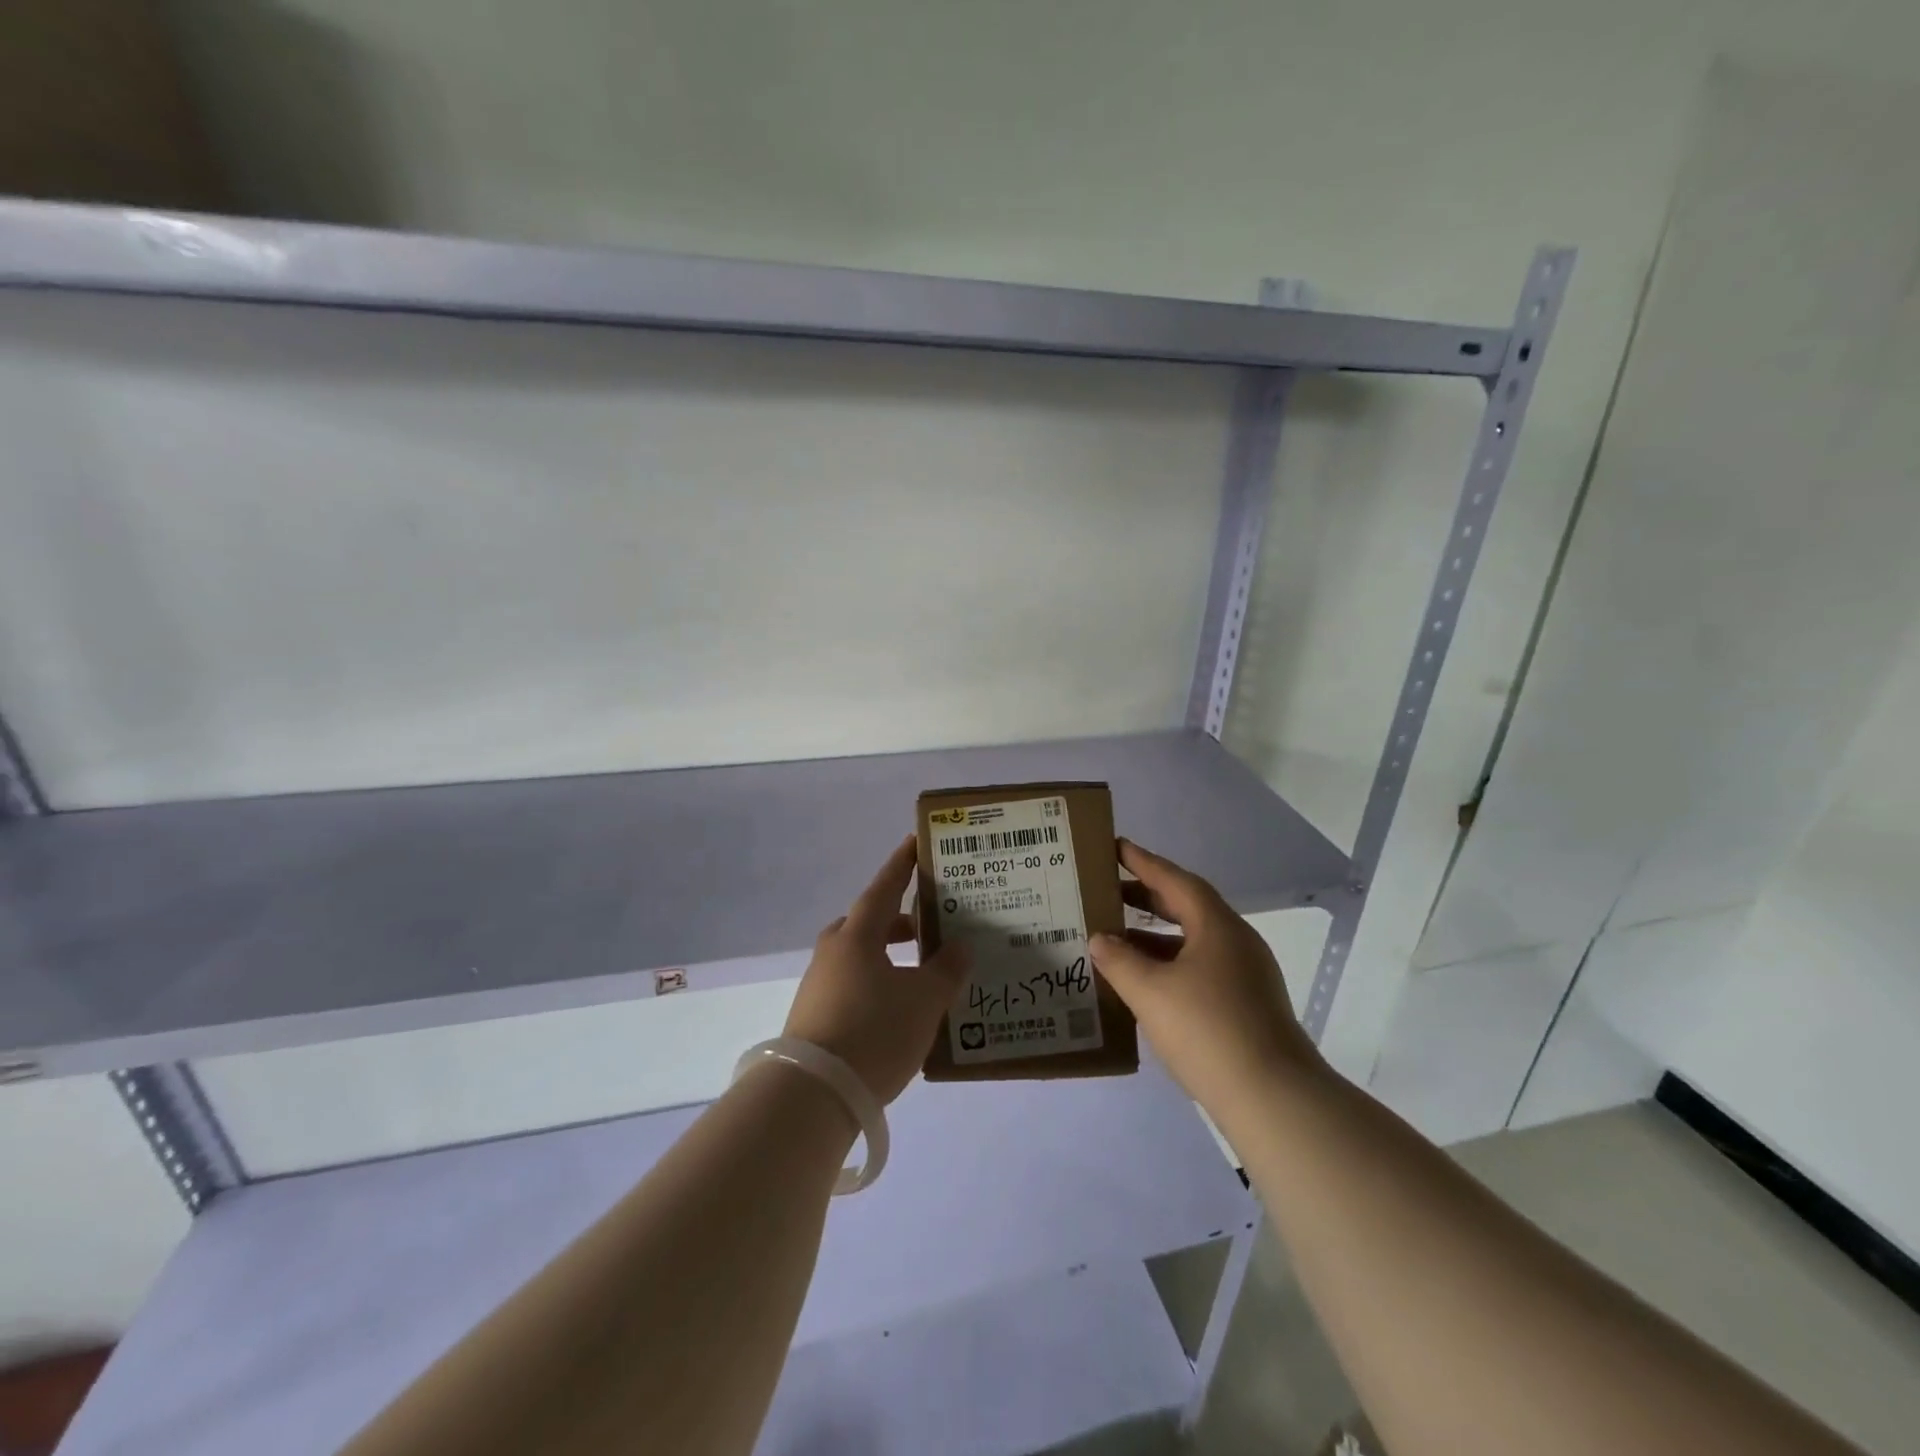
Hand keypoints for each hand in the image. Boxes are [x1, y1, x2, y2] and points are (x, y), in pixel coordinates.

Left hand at [783, 835, 968, 1104]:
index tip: (915, 843)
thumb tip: (959, 944)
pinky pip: (854, 984)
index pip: (884, 887)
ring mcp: (819, 984)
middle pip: (869, 923)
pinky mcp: (815, 1016)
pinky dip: (879, 983)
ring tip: (922, 972)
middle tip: (930, 926)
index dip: (902, 865)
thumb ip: (946, 969)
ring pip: (860, 956)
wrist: (813, 1096)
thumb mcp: (924, 1001)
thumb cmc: (874, 1033)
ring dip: (889, 956)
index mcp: (857, 936)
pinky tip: (899, 1009)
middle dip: (900, 921)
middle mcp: (833, 952)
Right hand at [1089, 839, 1324, 1115]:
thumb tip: (1099, 939)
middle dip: (1146, 897)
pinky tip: (1145, 982)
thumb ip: (1119, 960)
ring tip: (1116, 938)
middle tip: (1109, 890)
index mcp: (1218, 927)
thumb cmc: (1208, 1030)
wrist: (1273, 1099)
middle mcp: (1236, 942)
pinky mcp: (1247, 1005)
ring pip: (1193, 940)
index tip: (1116, 847)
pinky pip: (1200, 967)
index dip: (1143, 862)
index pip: (1175, 880)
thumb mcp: (1150, 992)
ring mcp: (1246, 975)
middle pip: (1187, 907)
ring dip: (1155, 935)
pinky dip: (1169, 963)